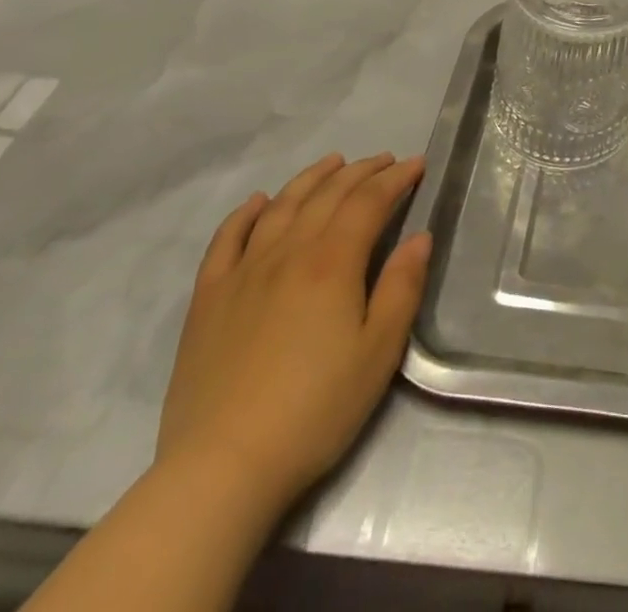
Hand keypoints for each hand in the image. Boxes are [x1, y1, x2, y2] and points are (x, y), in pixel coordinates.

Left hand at [156, 153, 430, 513]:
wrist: (222, 467)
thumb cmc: (315, 409)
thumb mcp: (379, 352)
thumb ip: (401, 287)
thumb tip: (419, 238)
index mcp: (333, 262)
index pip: (369, 202)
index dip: (395, 178)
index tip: (416, 165)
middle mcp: (288, 252)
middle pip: (328, 195)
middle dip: (361, 172)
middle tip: (384, 160)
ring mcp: (243, 272)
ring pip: (281, 206)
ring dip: (311, 178)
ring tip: (333, 163)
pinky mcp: (209, 299)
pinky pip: (227, 240)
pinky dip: (245, 213)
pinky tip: (258, 201)